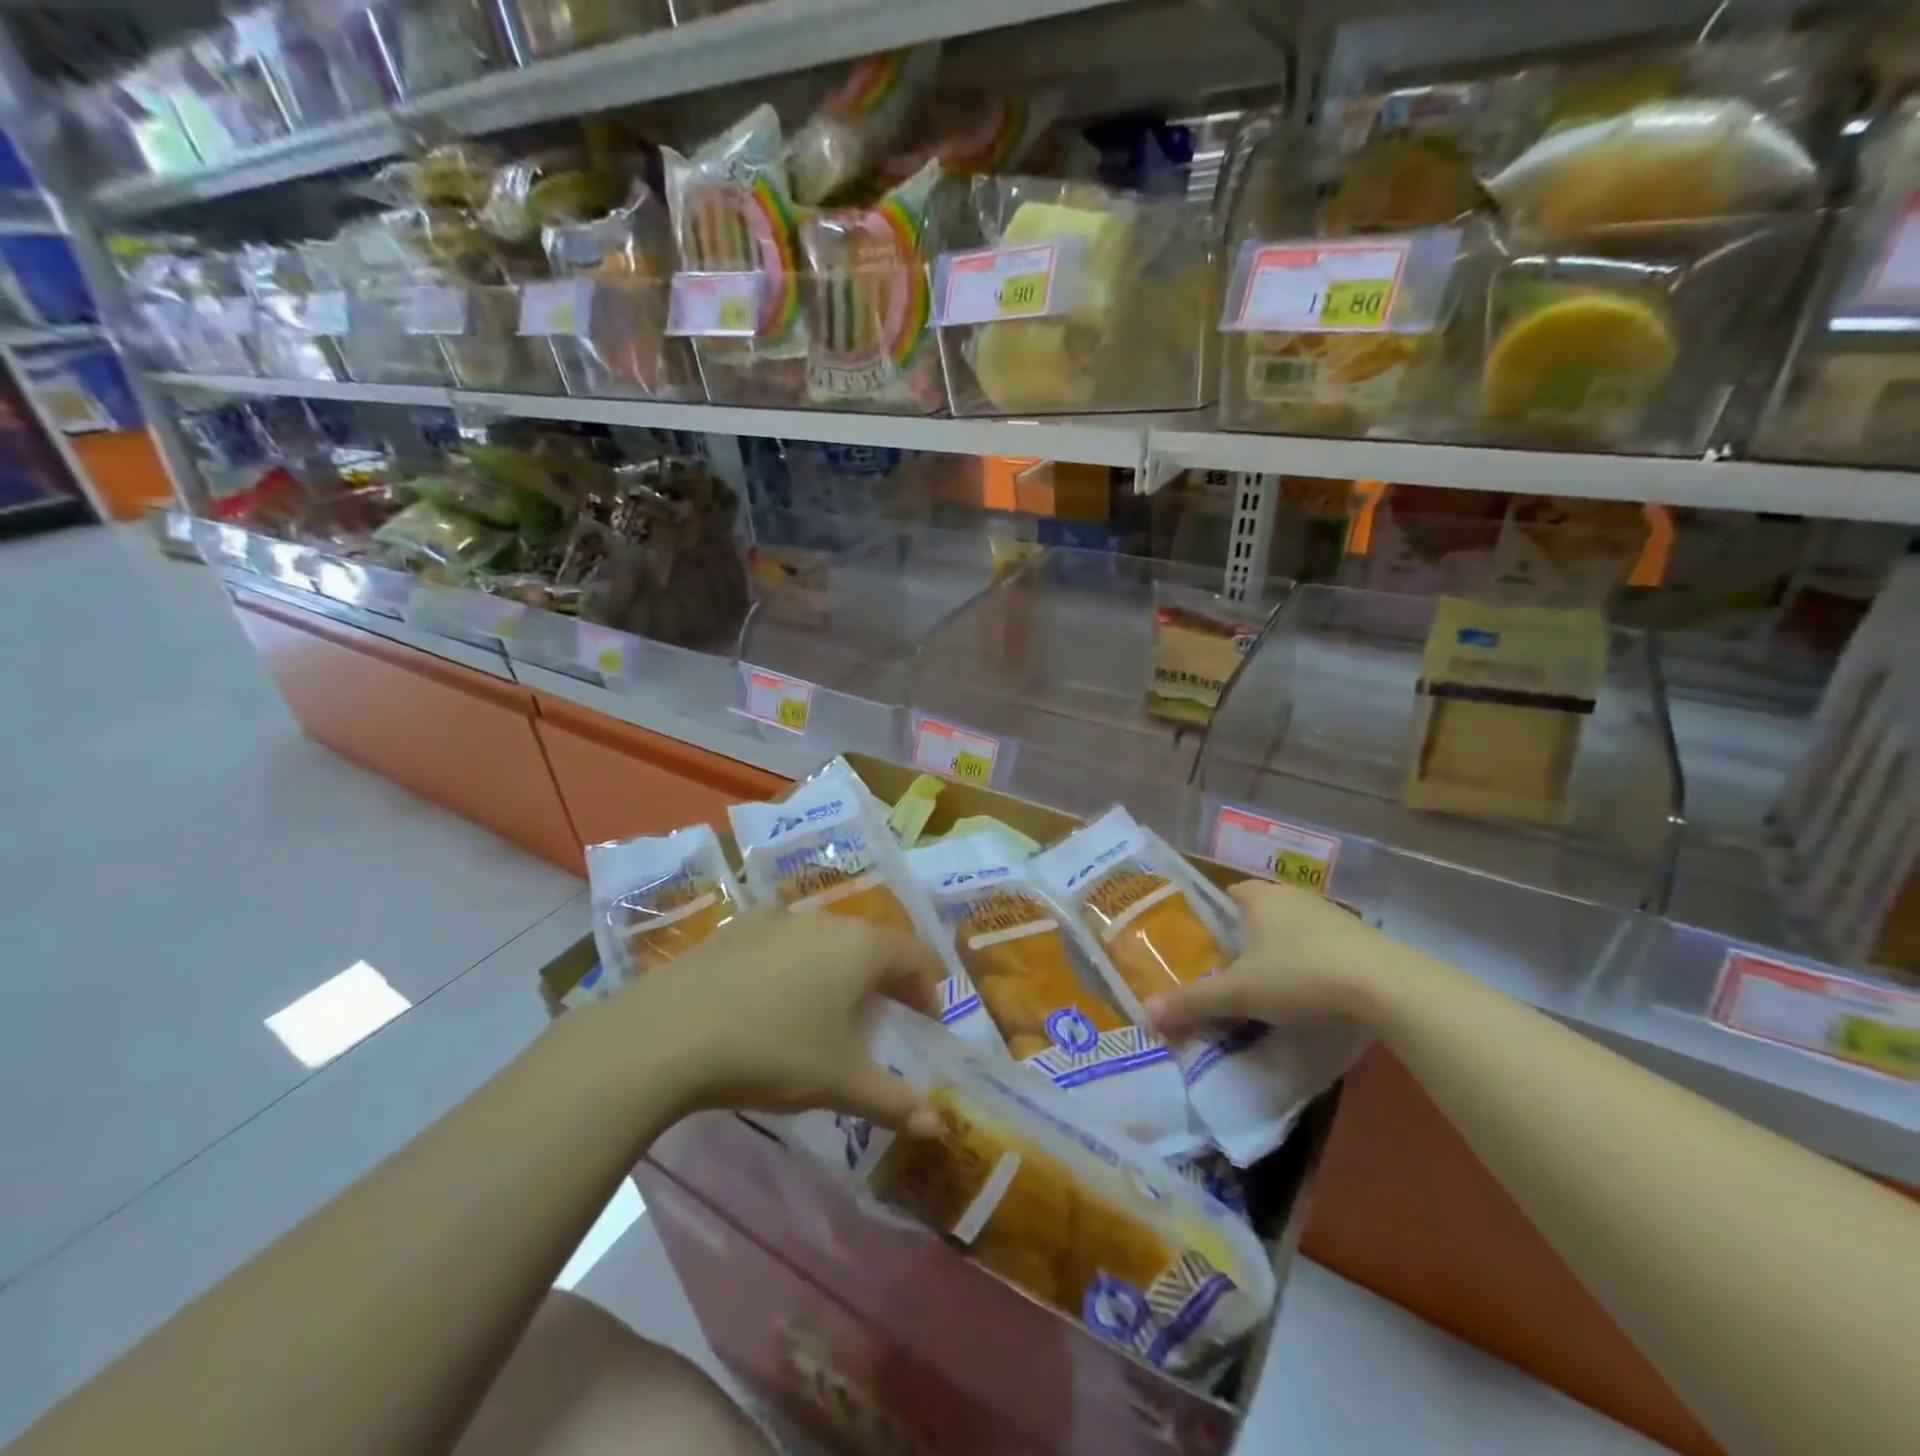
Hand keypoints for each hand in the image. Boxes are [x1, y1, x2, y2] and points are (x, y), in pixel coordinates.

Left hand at [620, 909, 943, 1136]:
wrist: (669, 1034)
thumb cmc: (773, 1052)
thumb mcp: (840, 1083)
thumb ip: (893, 1100)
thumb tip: (938, 1127)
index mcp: (861, 949)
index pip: (914, 956)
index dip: (929, 987)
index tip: (928, 1021)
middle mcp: (826, 922)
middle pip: (873, 943)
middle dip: (887, 978)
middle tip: (886, 1016)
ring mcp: (778, 920)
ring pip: (827, 938)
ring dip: (840, 967)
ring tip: (830, 1006)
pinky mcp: (737, 929)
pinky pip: (781, 938)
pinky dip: (793, 959)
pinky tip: (773, 987)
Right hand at [1146, 881, 1393, 1036]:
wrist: (1386, 986)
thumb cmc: (1300, 975)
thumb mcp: (1239, 993)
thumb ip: (1194, 1001)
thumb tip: (1147, 1012)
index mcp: (1260, 898)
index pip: (1229, 894)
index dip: (1216, 915)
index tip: (1208, 943)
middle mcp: (1293, 896)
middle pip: (1261, 910)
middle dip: (1248, 934)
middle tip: (1234, 968)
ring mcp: (1331, 914)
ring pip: (1295, 926)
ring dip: (1283, 948)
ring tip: (1272, 983)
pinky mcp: (1362, 937)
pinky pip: (1325, 943)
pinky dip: (1315, 960)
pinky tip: (1314, 990)